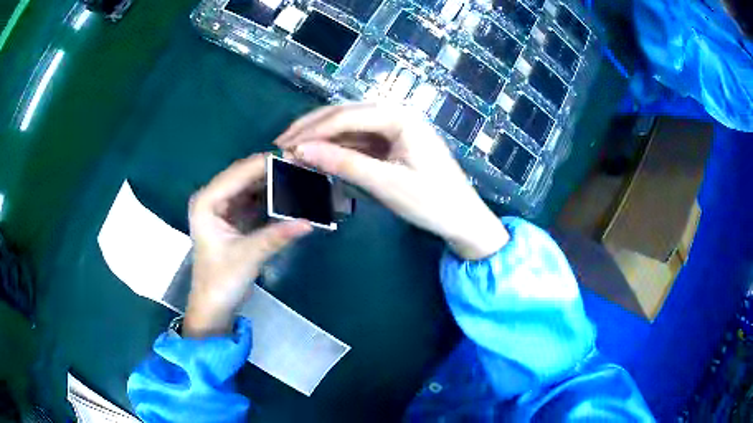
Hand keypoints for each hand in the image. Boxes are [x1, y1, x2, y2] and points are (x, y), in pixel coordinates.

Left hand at [185, 153, 311, 337]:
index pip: (239, 173)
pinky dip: (273, 197)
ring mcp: (224, 206)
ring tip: (303, 177)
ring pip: (252, 185)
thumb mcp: (248, 257)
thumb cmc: (221, 282)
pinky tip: (292, 194)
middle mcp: (213, 198)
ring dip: (275, 182)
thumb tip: (309, 222)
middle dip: (274, 172)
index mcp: (207, 202)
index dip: (267, 164)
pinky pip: (255, 199)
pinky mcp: (234, 217)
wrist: (214, 306)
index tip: (297, 159)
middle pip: (246, 175)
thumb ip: (276, 236)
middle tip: (305, 167)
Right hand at [275, 103, 507, 260]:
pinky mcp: (393, 143)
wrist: (463, 219)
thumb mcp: (386, 184)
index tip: (282, 146)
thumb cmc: (432, 202)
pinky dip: (338, 148)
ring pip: (349, 127)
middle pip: (345, 115)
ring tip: (295, 152)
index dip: (311, 130)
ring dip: (322, 138)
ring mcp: (395, 128)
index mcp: (399, 116)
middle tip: (282, 144)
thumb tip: (301, 151)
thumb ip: (344, 163)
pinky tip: (320, 156)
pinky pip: (359, 140)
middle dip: (312, 129)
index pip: (345, 117)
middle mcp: (396, 114)